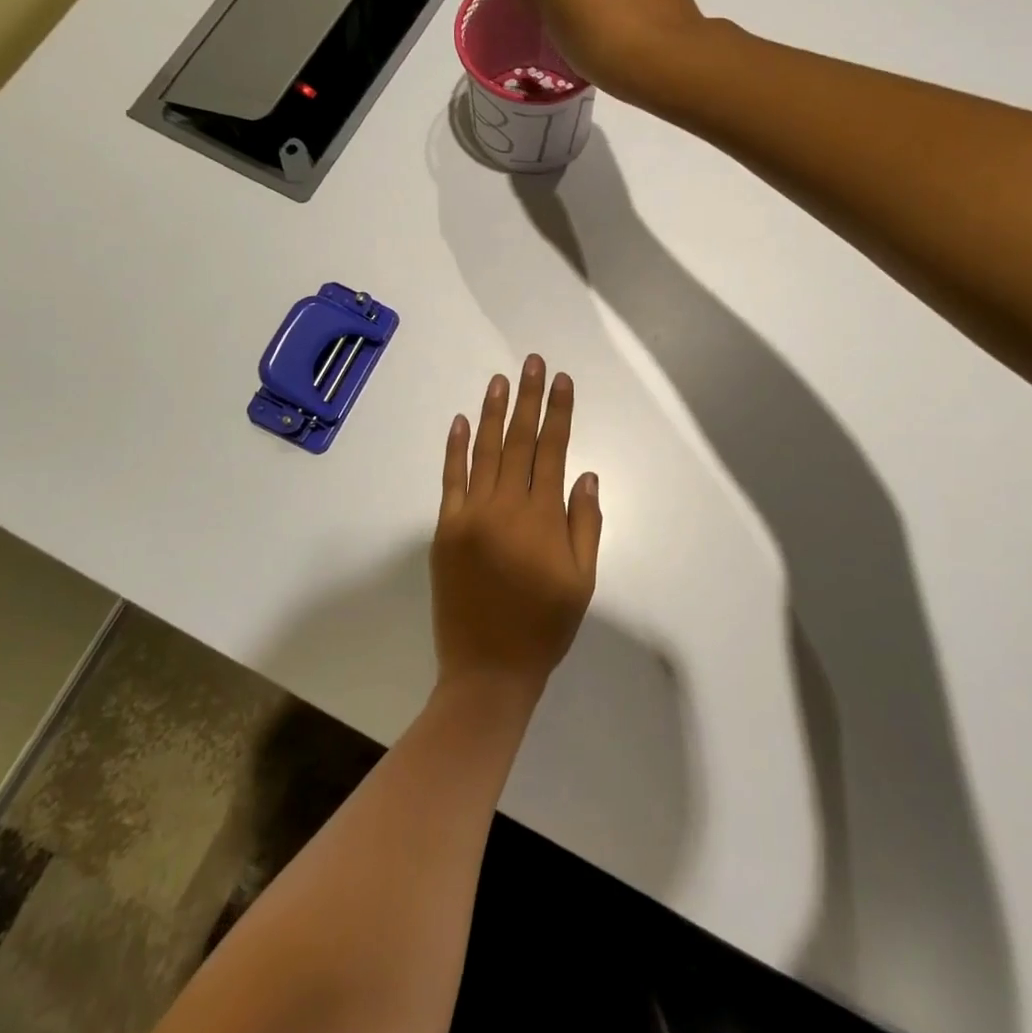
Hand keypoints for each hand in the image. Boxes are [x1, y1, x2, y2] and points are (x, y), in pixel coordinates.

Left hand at [431, 356, 600, 696]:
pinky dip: (455, 449)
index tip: (562, 380)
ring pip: (484, 451)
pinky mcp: (446, 529)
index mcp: (543, 518)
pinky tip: (460, 421)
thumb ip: (585, 525)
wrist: (487, 670)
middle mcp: (506, 507)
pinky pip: (451, 480)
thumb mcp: (582, 581)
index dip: (559, 412)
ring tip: (500, 379)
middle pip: (519, 440)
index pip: (553, 450)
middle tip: (532, 362)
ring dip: (493, 412)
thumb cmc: (544, 628)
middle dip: (528, 398)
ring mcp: (470, 515)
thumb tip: (585, 474)